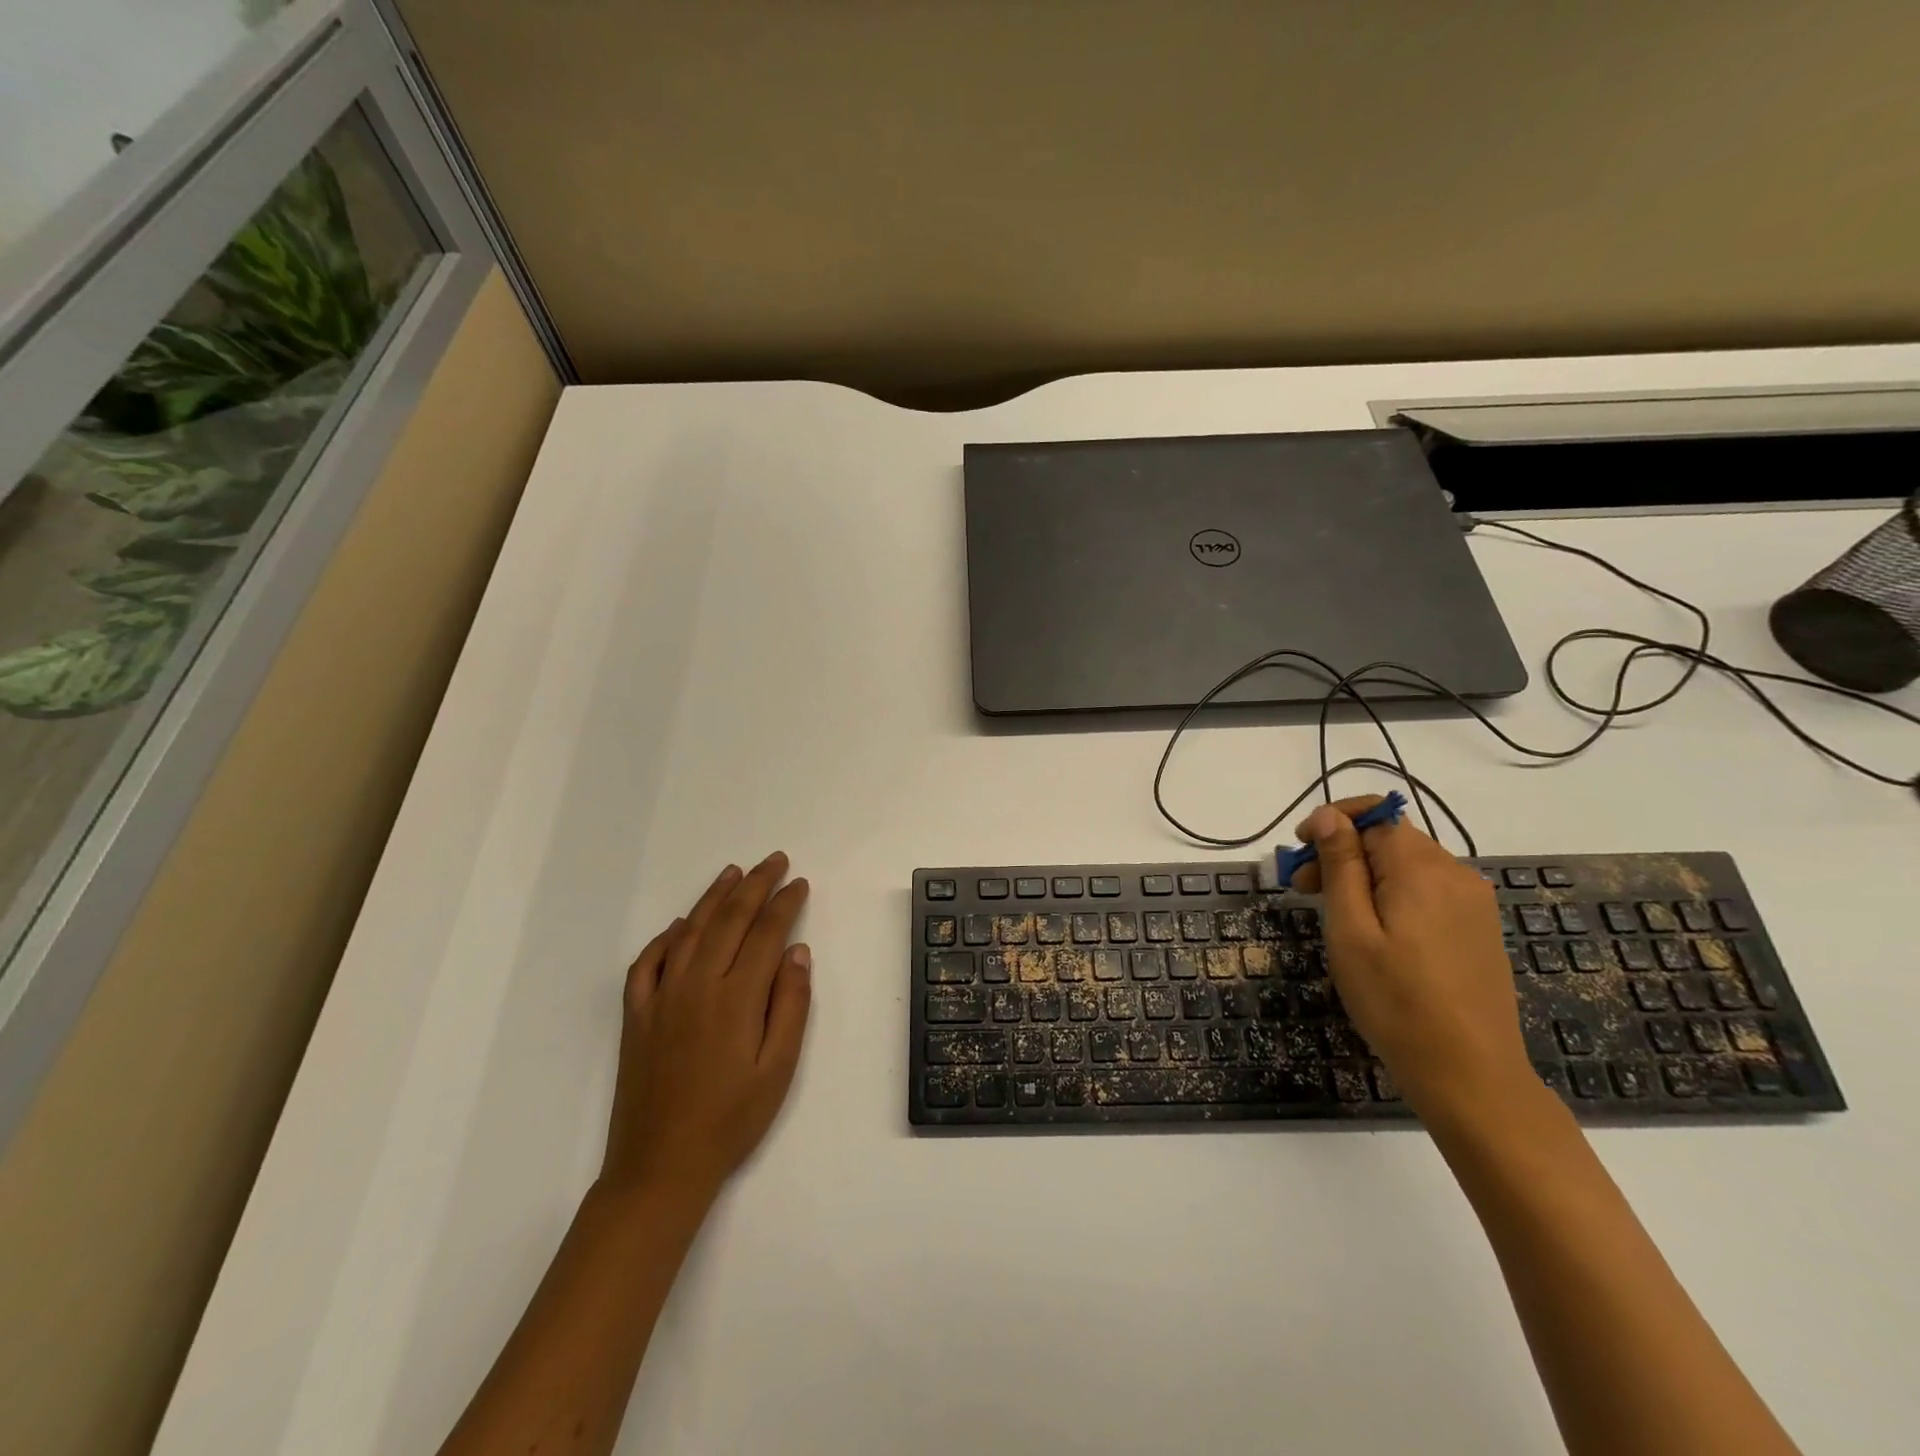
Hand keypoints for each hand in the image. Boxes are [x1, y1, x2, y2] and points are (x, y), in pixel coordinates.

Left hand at [600, 853, 812, 1206]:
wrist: (660, 1166)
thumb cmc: (732, 1120)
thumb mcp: (779, 1068)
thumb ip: (791, 1004)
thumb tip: (797, 951)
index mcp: (736, 998)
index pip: (766, 933)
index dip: (785, 904)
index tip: (800, 883)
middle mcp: (697, 984)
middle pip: (730, 920)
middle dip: (756, 885)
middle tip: (775, 861)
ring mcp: (661, 996)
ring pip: (690, 930)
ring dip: (714, 897)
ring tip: (734, 873)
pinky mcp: (637, 1014)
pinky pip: (648, 961)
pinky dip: (666, 935)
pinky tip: (681, 924)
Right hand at [1290, 797, 1534, 1120]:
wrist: (1469, 1074)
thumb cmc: (1395, 1000)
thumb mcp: (1351, 929)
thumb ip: (1340, 864)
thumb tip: (1329, 815)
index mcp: (1422, 869)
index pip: (1375, 814)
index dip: (1332, 821)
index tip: (1300, 850)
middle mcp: (1455, 874)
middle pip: (1389, 838)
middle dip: (1342, 852)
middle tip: (1304, 891)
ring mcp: (1473, 902)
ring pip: (1407, 865)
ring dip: (1364, 875)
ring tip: (1336, 916)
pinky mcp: (1478, 928)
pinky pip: (1427, 890)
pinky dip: (1392, 894)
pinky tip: (1375, 933)